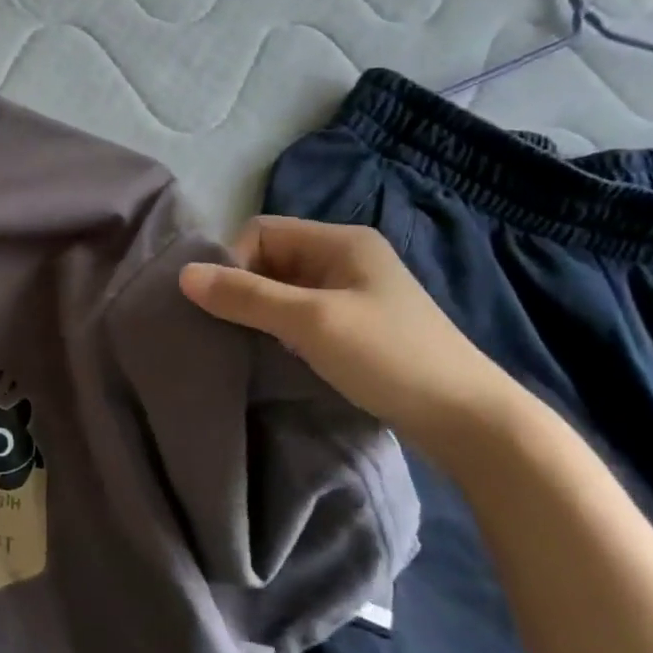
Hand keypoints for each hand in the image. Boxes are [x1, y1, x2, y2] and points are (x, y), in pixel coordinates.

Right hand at [179, 217, 526, 454]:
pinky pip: (301, 315)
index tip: (226, 307)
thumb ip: (246, 296)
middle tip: (231, 330)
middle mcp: (346, 258)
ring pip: (284, 290)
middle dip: (244, 289)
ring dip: (261, 313)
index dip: (234, 262)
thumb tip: (183, 274)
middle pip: (271, 259)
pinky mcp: (357, 327)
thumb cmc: (388, 357)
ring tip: (249, 346)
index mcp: (341, 240)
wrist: (469, 420)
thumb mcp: (310, 322)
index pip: (261, 232)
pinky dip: (281, 330)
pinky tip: (276, 356)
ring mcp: (354, 294)